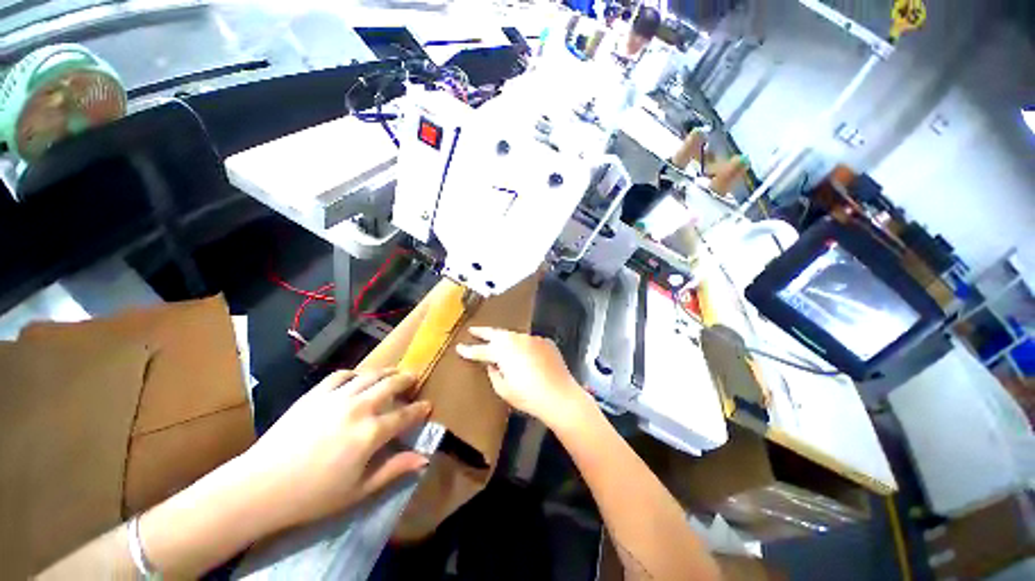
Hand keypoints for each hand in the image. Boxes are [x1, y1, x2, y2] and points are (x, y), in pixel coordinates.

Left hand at [237, 369, 430, 530]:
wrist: (260, 487)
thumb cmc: (313, 495)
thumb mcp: (358, 490)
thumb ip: (394, 470)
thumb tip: (424, 459)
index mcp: (371, 433)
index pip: (405, 415)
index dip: (420, 409)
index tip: (428, 405)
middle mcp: (359, 407)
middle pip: (391, 384)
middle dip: (407, 379)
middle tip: (414, 378)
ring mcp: (336, 397)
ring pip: (369, 375)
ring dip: (385, 371)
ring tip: (392, 372)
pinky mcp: (315, 394)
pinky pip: (341, 375)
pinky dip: (355, 373)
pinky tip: (357, 377)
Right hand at [456, 328, 589, 428]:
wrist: (560, 396)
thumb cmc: (528, 397)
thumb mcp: (504, 390)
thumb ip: (494, 374)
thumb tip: (492, 364)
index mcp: (503, 352)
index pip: (481, 350)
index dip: (469, 350)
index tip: (459, 347)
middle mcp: (516, 339)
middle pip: (496, 334)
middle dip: (483, 332)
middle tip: (473, 330)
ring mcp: (532, 338)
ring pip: (514, 336)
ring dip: (506, 339)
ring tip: (499, 342)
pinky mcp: (546, 341)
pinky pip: (530, 342)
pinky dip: (524, 346)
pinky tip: (526, 355)